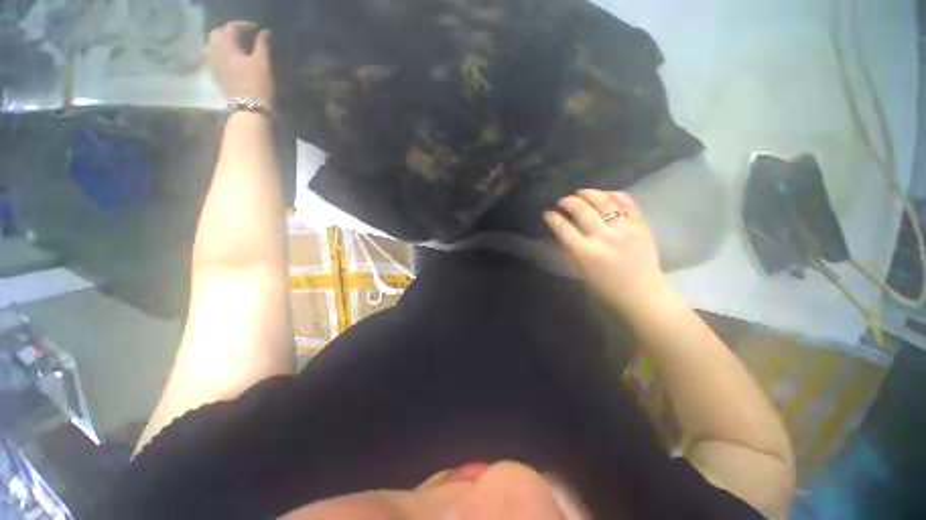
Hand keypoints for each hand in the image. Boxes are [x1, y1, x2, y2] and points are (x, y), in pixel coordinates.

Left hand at [206, 21, 274, 104]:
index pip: (231, 27)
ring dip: (221, 41)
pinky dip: (219, 53)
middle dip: (229, 31)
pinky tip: (227, 57)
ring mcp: (212, 64)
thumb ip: (263, 45)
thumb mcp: (263, 63)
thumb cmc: (257, 84)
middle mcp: (214, 50)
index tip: (256, 28)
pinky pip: (212, 57)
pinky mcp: (214, 75)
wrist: (249, 109)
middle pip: (217, 33)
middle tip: (243, 35)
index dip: (244, 25)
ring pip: (212, 45)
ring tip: (233, 45)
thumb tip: (264, 32)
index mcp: (226, 45)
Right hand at [545, 190, 670, 317]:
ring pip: (604, 202)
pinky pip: (628, 203)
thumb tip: (563, 233)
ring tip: (581, 193)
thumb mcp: (582, 273)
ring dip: (589, 194)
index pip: (564, 229)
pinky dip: (615, 195)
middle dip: (568, 202)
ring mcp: (625, 230)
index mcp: (587, 254)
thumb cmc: (607, 291)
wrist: (643, 297)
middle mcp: (605, 238)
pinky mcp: (641, 227)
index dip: (553, 218)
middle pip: (582, 210)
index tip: (548, 213)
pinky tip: (606, 194)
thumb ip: (572, 251)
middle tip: (562, 201)